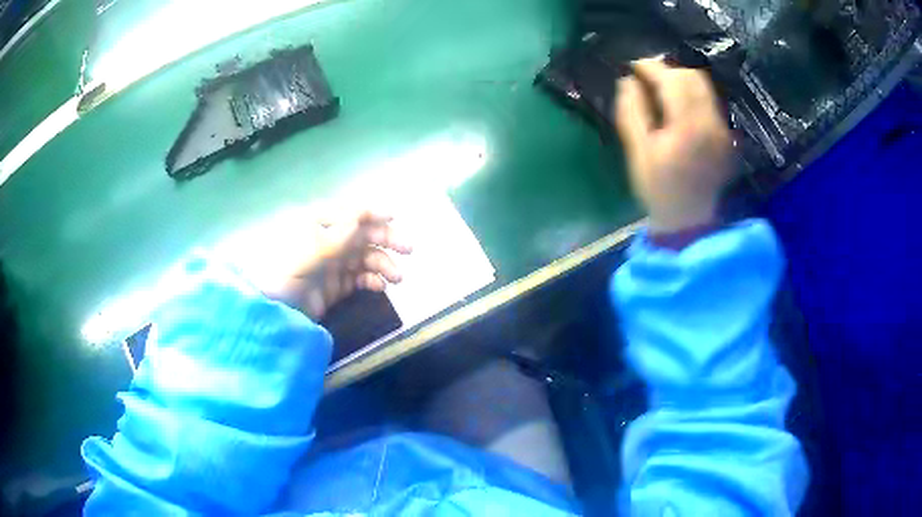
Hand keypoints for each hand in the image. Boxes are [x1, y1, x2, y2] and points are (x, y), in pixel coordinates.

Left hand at [235, 209, 411, 320]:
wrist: (274, 312)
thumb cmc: (285, 274)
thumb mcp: (309, 252)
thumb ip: (337, 236)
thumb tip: (361, 216)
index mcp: (318, 223)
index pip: (350, 212)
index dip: (372, 212)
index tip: (394, 216)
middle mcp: (329, 239)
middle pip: (363, 234)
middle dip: (387, 239)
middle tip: (409, 249)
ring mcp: (334, 263)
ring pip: (367, 257)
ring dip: (384, 264)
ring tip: (397, 278)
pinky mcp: (337, 285)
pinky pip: (361, 278)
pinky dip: (373, 280)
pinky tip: (381, 287)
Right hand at [615, 58, 734, 233]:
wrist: (690, 219)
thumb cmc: (659, 189)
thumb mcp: (638, 152)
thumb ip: (632, 112)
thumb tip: (628, 81)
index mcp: (687, 126)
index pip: (671, 80)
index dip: (650, 66)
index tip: (633, 64)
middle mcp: (709, 122)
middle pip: (692, 77)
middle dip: (667, 67)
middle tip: (647, 71)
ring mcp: (721, 128)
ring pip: (704, 86)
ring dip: (681, 77)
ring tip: (661, 82)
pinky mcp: (725, 134)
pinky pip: (710, 100)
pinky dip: (693, 91)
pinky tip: (678, 99)